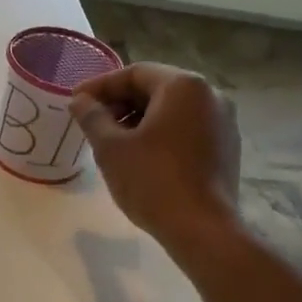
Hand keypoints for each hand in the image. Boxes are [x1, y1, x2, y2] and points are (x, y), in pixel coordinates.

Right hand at [69, 63, 241, 256]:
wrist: (202, 229)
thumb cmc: (152, 181)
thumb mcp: (111, 148)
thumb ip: (92, 117)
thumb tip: (80, 100)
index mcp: (183, 86)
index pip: (134, 73)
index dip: (100, 86)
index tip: (75, 102)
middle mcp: (210, 95)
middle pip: (156, 88)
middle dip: (120, 103)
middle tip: (91, 122)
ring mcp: (223, 122)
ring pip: (172, 110)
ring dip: (139, 120)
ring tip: (111, 142)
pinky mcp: (226, 147)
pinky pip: (186, 129)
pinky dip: (160, 134)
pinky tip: (140, 157)